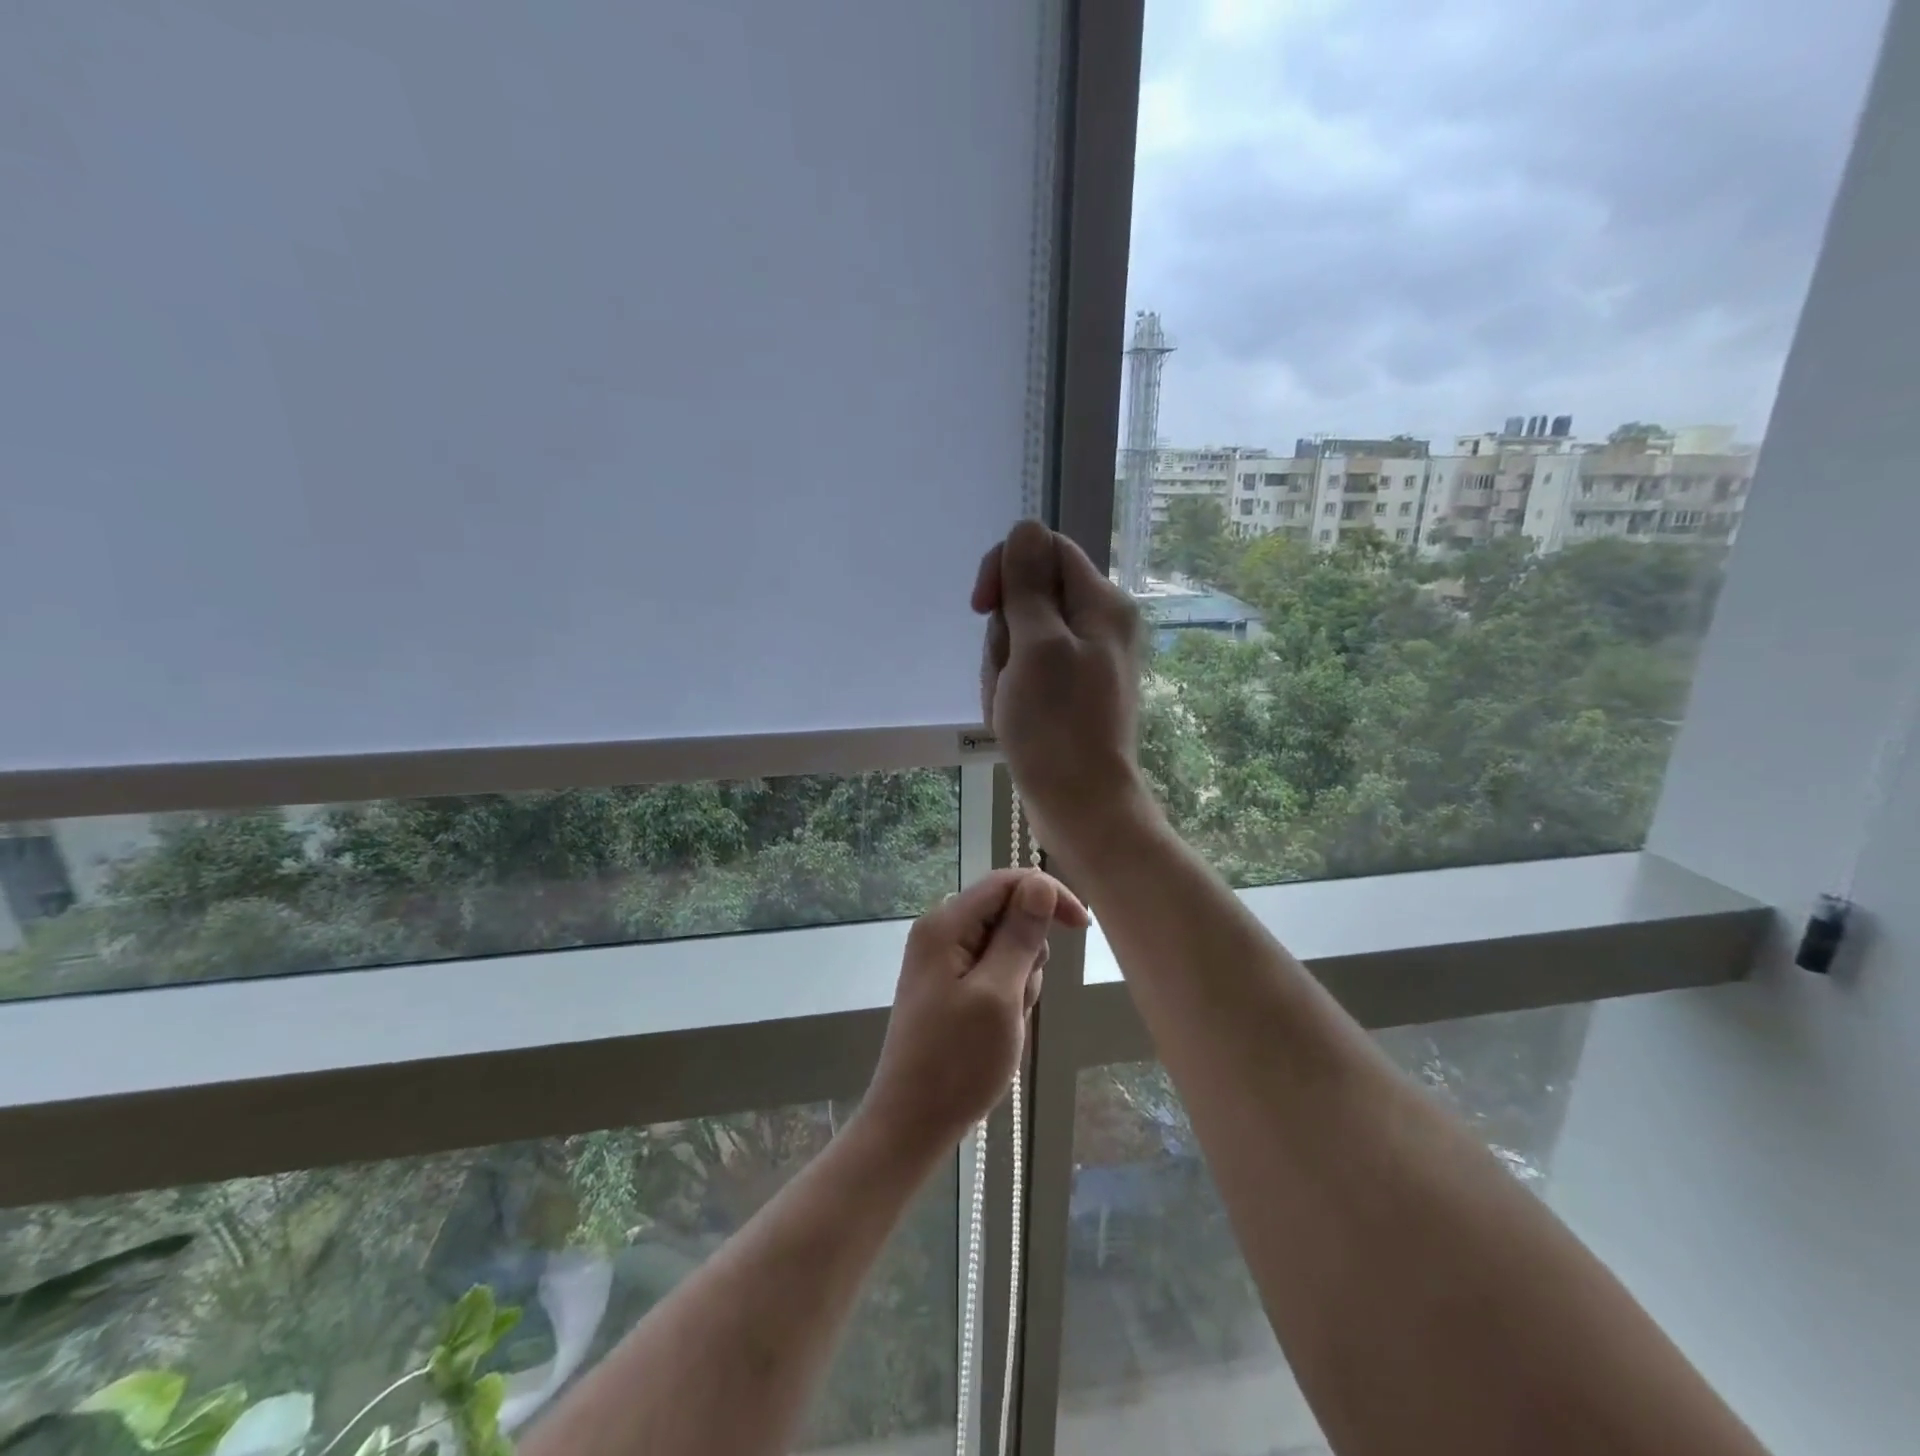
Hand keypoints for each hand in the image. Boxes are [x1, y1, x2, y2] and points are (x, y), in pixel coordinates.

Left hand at [860, 869, 1088, 1155]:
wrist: (912, 1123)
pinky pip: (991, 972)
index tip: (1082, 927)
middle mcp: (939, 932)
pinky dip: (1006, 995)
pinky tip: (997, 1030)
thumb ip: (1020, 935)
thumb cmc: (957, 1061)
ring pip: (1004, 947)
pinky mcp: (947, 986)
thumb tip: (1040, 883)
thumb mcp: (999, 995)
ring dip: (1020, 979)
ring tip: (1006, 1022)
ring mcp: (941, 960)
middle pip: (1005, 914)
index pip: (1006, 882)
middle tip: (1020, 998)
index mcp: (945, 924)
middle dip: (1029, 952)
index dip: (1047, 895)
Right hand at [972, 520, 1153, 863]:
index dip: (1006, 569)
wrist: (1082, 805)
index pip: (1044, 550)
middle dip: (1004, 634)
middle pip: (1030, 597)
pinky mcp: (1072, 690)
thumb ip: (1028, 585)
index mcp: (1102, 603)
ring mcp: (1086, 659)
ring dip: (1003, 668)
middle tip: (1009, 676)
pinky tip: (1013, 720)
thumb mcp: (1036, 647)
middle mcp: (1101, 623)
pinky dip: (1011, 689)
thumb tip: (1023, 528)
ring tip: (1011, 705)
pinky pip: (1028, 670)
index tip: (981, 607)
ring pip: (1021, 637)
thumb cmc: (1057, 727)